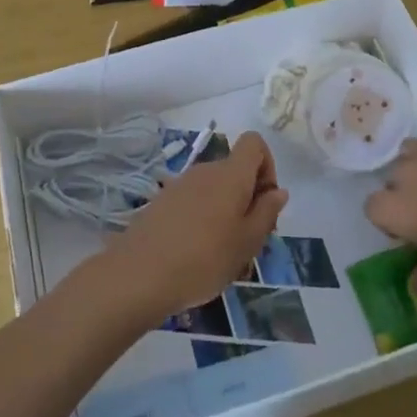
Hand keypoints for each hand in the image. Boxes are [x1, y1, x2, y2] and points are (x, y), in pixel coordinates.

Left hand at [106, 133, 287, 321]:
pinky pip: (194, 201)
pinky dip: (203, 219)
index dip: (267, 166)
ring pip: (215, 189)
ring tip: (223, 254)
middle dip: (248, 198)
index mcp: (230, 174)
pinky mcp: (162, 201)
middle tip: (249, 240)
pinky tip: (197, 255)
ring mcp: (180, 184)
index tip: (265, 202)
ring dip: (226, 212)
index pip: (254, 143)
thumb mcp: (247, 242)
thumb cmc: (204, 258)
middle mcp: (205, 170)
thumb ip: (266, 212)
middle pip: (236, 170)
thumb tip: (278, 191)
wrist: (139, 274)